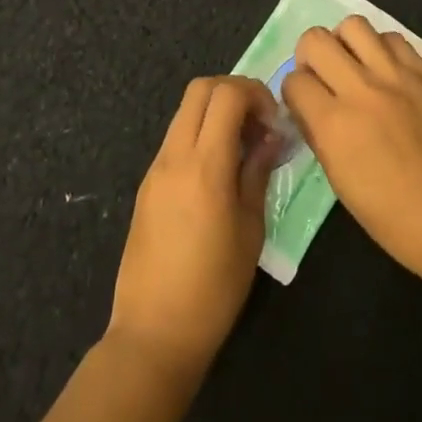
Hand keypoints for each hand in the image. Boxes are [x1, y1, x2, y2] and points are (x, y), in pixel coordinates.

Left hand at [107, 77, 283, 380]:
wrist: (154, 333)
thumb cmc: (215, 288)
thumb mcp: (250, 229)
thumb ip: (258, 172)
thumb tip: (271, 137)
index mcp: (204, 165)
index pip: (227, 94)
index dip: (256, 94)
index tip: (274, 122)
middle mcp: (174, 156)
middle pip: (200, 89)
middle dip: (235, 92)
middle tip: (259, 123)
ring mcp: (156, 168)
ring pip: (185, 111)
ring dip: (216, 113)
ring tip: (243, 148)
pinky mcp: (147, 184)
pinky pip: (175, 138)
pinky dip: (200, 134)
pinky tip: (219, 169)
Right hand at [282, 17, 421, 293]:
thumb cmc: (390, 216)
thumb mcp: (339, 181)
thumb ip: (318, 134)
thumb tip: (306, 107)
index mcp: (335, 124)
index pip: (294, 80)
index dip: (294, 92)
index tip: (303, 103)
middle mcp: (362, 90)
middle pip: (316, 39)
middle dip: (309, 56)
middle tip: (321, 76)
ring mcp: (398, 77)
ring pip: (354, 25)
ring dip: (345, 43)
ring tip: (353, 66)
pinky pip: (394, 39)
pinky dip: (381, 48)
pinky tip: (386, 72)